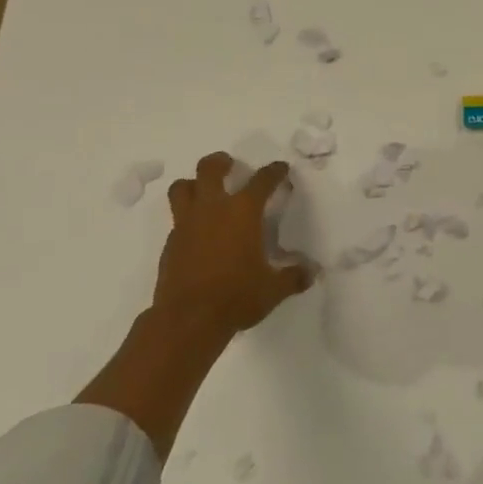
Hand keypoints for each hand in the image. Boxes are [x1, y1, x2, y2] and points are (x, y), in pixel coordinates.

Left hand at [155, 153, 312, 344]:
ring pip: (181, 187)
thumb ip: (293, 277)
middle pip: (209, 169)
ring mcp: (187, 224)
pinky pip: (176, 219)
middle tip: (230, 165)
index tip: (280, 168)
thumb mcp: (273, 289)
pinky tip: (197, 234)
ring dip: (193, 184)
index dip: (274, 171)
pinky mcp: (170, 244)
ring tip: (204, 191)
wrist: (187, 320)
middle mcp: (213, 209)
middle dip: (220, 162)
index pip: (262, 180)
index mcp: (243, 212)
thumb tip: (312, 272)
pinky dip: (187, 218)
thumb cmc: (236, 297)